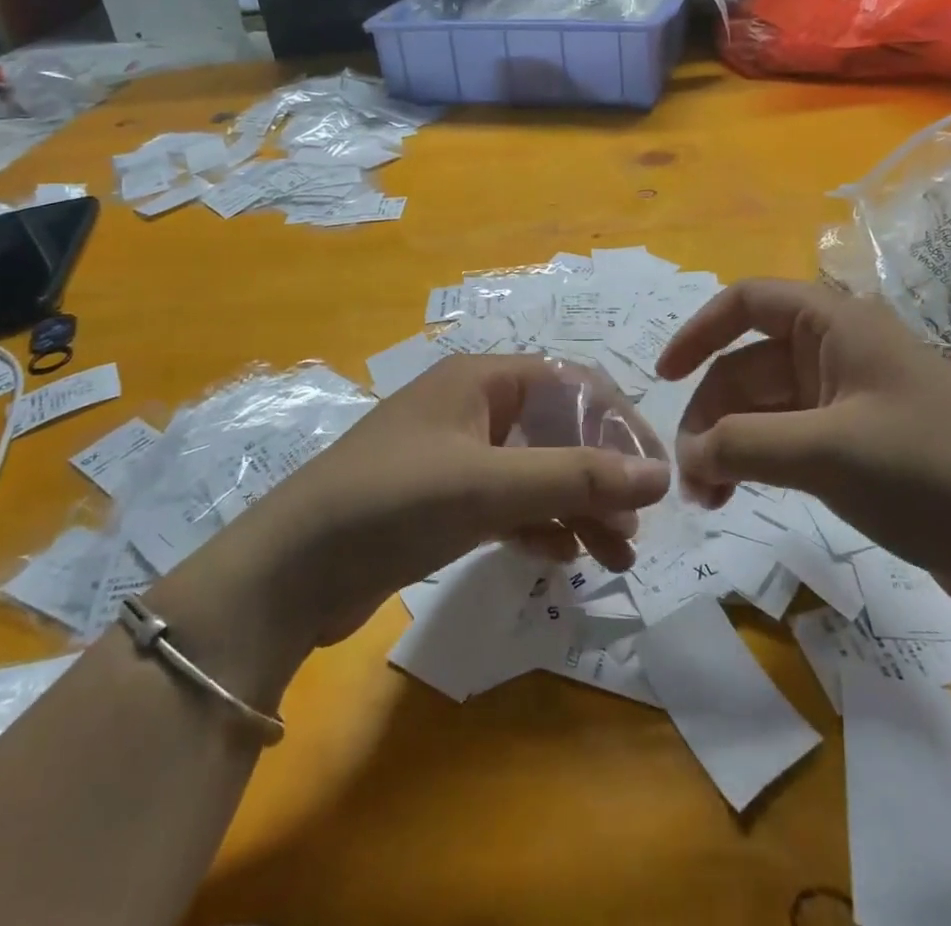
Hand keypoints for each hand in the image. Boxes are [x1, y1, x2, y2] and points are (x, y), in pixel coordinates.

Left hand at [154, 355, 672, 685]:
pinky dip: (539, 525)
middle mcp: (473, 408)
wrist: (290, 572)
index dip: (620, 424)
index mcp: (483, 379)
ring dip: (577, 508)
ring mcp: (457, 456)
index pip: (574, 385)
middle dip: (601, 476)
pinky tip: (562, 558)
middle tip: (636, 530)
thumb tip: (660, 475)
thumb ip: (576, 477)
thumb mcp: (490, 485)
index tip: (657, 476)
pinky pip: (509, 503)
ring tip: (615, 557)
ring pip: (537, 472)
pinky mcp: (443, 501)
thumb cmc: (394, 502)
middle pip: (559, 431)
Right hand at [656, 279, 950, 621]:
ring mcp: (849, 399)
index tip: (662, 377)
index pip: (747, 302)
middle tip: (691, 478)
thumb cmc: (929, 475)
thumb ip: (743, 445)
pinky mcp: (859, 443)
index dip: (698, 331)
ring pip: (765, 408)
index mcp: (836, 324)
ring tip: (709, 500)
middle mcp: (838, 351)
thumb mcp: (825, 453)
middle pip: (748, 365)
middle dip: (712, 416)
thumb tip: (687, 455)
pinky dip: (758, 461)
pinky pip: (789, 438)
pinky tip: (740, 496)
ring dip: (730, 445)